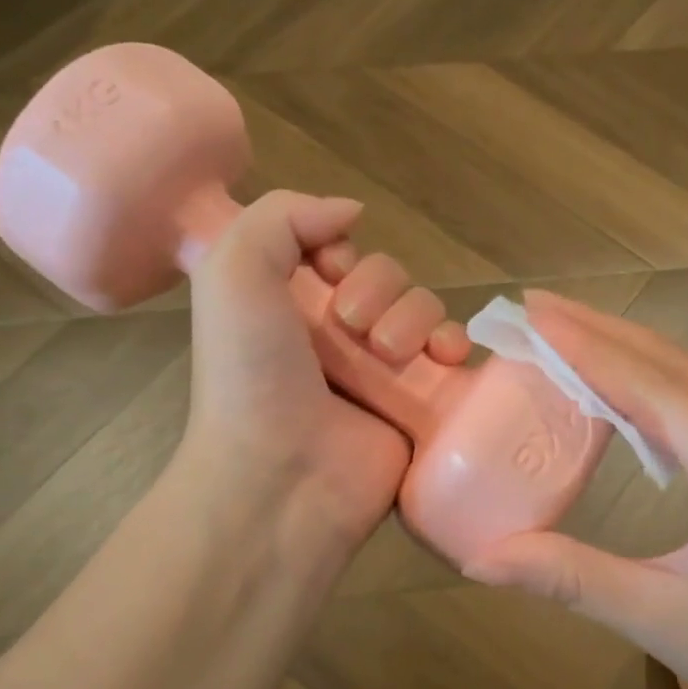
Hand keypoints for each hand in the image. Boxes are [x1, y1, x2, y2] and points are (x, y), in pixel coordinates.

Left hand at [179, 191, 470, 558]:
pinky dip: (453, 345)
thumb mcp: (233, 272)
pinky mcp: (419, 402)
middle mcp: (335, 334)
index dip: (339, 249)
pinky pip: (451, 354)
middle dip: (377, 288)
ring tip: (389, 354)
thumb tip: (351, 212)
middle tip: (352, 327)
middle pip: (387, 275)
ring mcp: (381, 370)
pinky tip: (444, 356)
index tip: (329, 270)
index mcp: (289, 304)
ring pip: (423, 308)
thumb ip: (283, 215)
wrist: (283, 476)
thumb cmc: (252, 374)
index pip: (336, 250)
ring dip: (413, 316)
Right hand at [461, 290, 687, 688]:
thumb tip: (477, 561)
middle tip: (538, 308)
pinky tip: (627, 385)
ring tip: (569, 333)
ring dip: (633, 352)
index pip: (655, 390)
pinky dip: (663, 384)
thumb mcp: (662, 620)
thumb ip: (569, 576)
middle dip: (603, 333)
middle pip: (679, 367)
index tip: (534, 313)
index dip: (588, 348)